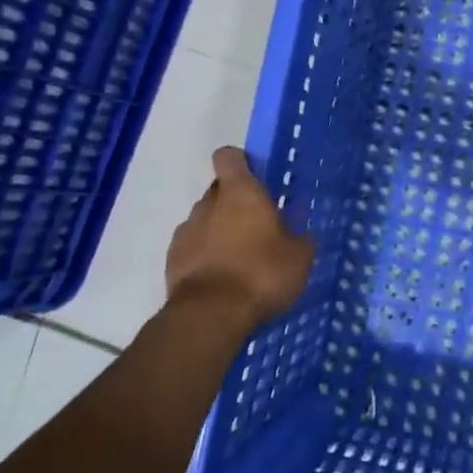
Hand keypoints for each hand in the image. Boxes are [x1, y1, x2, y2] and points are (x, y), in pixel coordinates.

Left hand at [166, 147, 313, 328]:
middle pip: (218, 190)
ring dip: (219, 231)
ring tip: (239, 259)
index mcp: (240, 193)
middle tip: (257, 227)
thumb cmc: (261, 274)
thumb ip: (299, 239)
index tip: (256, 178)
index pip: (228, 157)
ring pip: (204, 220)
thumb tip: (300, 235)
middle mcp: (208, 204)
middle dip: (234, 203)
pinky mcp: (172, 260)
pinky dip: (204, 256)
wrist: (210, 315)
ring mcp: (185, 231)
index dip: (240, 163)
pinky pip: (192, 248)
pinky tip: (221, 279)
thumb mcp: (299, 258)